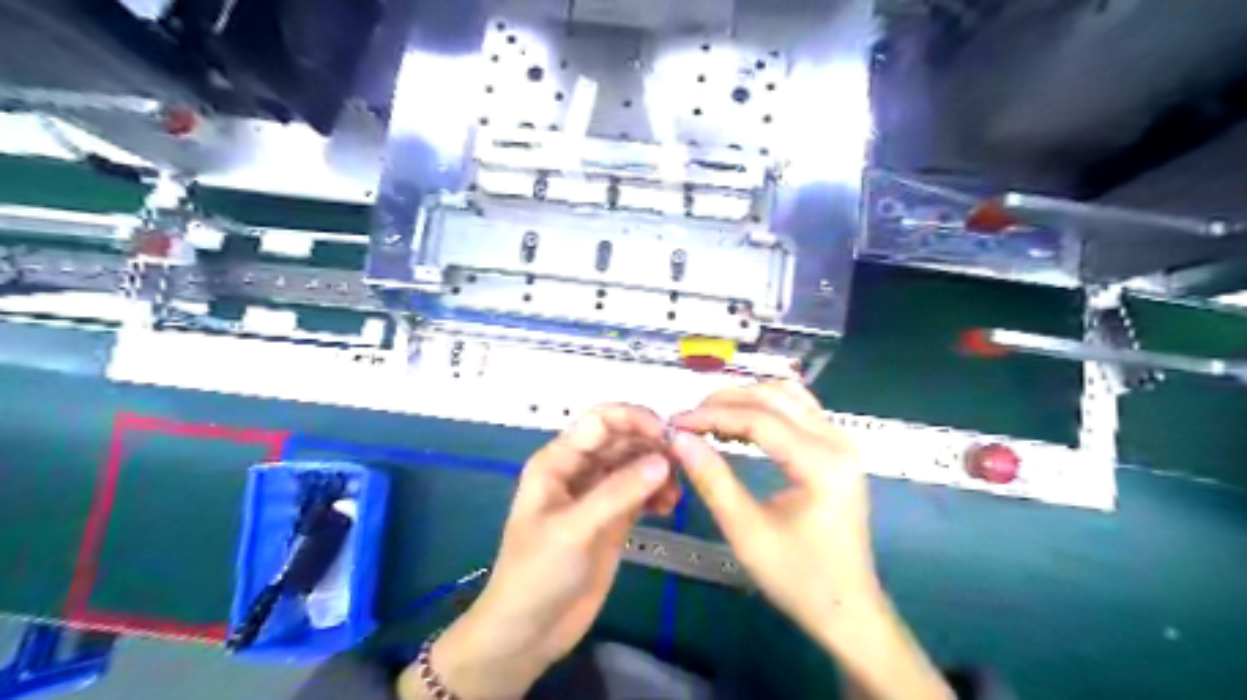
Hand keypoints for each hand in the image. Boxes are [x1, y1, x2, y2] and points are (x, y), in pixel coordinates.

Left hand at [401, 404, 679, 699]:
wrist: (528, 633)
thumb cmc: (536, 574)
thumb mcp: (573, 530)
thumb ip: (617, 493)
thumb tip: (664, 460)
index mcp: (558, 461)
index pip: (600, 421)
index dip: (633, 419)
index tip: (668, 434)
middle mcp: (579, 470)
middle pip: (622, 440)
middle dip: (652, 444)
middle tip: (684, 463)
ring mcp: (598, 495)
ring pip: (635, 465)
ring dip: (659, 470)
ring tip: (675, 493)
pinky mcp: (614, 519)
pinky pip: (642, 492)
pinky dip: (658, 493)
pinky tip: (670, 506)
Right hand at [674, 382, 873, 645]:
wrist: (847, 608)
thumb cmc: (799, 578)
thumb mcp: (747, 532)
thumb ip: (712, 480)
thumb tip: (679, 440)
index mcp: (822, 464)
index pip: (759, 420)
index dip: (713, 416)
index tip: (676, 423)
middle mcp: (838, 441)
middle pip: (775, 397)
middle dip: (727, 401)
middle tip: (690, 419)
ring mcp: (842, 442)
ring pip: (789, 395)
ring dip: (747, 399)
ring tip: (710, 418)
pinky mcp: (837, 449)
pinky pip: (799, 410)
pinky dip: (766, 408)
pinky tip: (740, 424)